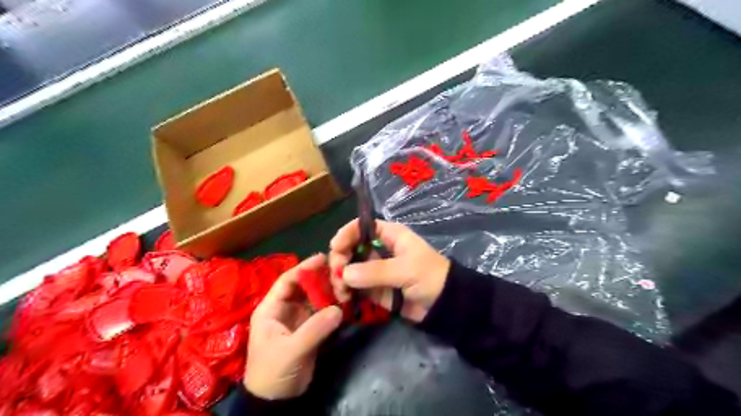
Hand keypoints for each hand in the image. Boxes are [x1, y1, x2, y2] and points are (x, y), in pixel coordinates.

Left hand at [246, 254, 344, 398]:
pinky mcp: (309, 329)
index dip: (304, 268)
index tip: (323, 258)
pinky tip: (345, 302)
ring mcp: (298, 319)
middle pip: (304, 287)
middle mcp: (285, 309)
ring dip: (329, 292)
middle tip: (341, 271)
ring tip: (345, 285)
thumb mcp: (291, 350)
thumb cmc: (274, 373)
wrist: (276, 402)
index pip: (287, 281)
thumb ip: (314, 329)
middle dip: (321, 279)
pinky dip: (333, 307)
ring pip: (315, 298)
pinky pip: (322, 312)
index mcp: (271, 308)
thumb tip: (339, 309)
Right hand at [329, 219, 452, 322]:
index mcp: (389, 235)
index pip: (361, 227)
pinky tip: (344, 298)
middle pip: (350, 247)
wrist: (445, 305)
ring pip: (349, 268)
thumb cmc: (430, 276)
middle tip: (337, 274)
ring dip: (340, 278)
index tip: (335, 247)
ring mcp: (375, 270)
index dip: (346, 234)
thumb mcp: (406, 269)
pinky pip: (355, 286)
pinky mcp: (374, 289)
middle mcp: (379, 249)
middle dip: (340, 259)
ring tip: (342, 292)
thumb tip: (345, 274)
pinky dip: (347, 291)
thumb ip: (375, 271)